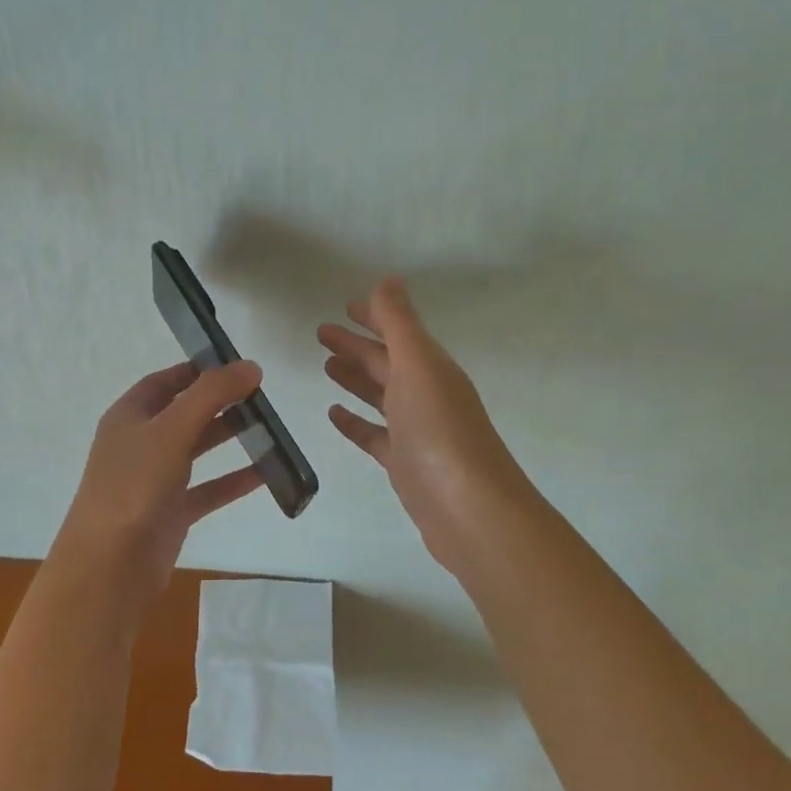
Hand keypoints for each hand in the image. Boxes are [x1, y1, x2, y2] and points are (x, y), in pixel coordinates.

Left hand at [57, 360, 265, 608]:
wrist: (108, 567)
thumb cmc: (133, 485)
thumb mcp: (171, 430)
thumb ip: (211, 394)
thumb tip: (250, 365)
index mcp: (130, 415)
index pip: (166, 381)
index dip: (198, 370)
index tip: (237, 365)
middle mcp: (140, 443)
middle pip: (185, 413)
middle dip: (220, 402)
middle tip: (262, 395)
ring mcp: (155, 479)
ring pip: (197, 449)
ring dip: (229, 437)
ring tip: (270, 427)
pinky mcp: (171, 512)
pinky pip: (208, 489)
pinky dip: (233, 480)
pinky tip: (266, 474)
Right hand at [319, 279, 539, 578]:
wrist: (470, 511)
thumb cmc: (440, 431)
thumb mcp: (417, 366)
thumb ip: (399, 323)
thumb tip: (388, 279)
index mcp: (431, 367)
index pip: (398, 332)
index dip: (375, 316)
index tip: (346, 305)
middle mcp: (425, 393)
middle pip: (386, 361)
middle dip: (356, 344)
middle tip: (321, 332)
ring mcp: (415, 430)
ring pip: (379, 394)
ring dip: (355, 377)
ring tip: (326, 364)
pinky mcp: (403, 463)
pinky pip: (374, 433)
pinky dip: (355, 421)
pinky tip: (333, 412)